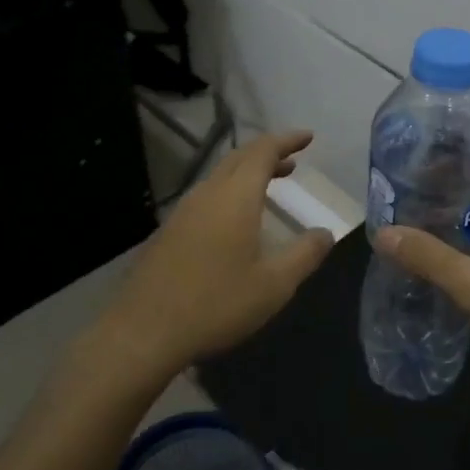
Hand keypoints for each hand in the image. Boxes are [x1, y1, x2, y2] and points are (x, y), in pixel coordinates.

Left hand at [101, 130, 334, 382]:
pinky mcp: (169, 231)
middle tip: (293, 159)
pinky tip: (236, 218)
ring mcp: (183, 211)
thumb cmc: (216, 304)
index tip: (308, 137)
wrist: (144, 331)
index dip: (287, 140)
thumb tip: (325, 232)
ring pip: (220, 176)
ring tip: (271, 183)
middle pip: (239, 158)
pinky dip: (230, 191)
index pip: (263, 152)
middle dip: (268, 153)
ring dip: (248, 172)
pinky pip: (207, 195)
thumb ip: (304, 254)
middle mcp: (208, 194)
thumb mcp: (274, 285)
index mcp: (235, 197)